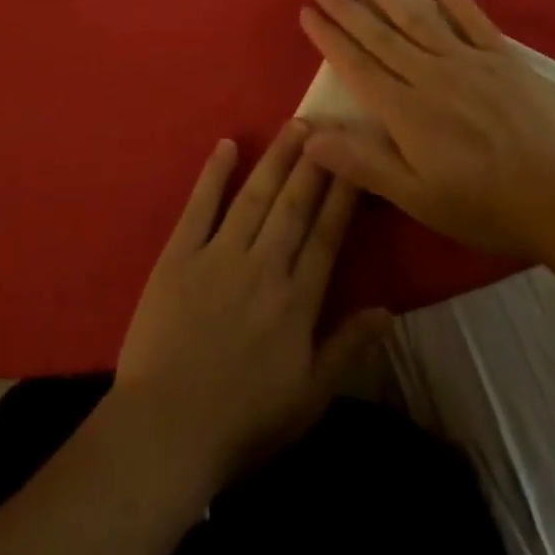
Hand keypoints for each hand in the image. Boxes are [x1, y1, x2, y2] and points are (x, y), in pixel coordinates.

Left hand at [113, 122, 390, 491]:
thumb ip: (347, 348)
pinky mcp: (179, 253)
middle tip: (327, 125)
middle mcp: (262, 266)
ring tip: (294, 126)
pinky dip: (214, 173)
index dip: (342, 196)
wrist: (167, 429)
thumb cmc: (242, 420)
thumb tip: (388, 309)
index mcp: (296, 301)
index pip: (326, 236)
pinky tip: (227, 144)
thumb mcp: (308, 398)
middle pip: (293, 205)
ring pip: (254, 196)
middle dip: (313, 163)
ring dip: (276, 158)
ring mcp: (218, 255)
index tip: (355, 161)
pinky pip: (200, 205)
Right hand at [298, 0, 554, 257]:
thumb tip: (308, 137)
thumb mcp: (416, 198)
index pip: (356, 65)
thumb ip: (362, 164)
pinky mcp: (501, 57)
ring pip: (416, 17)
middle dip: (346, 6)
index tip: (307, 12)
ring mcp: (467, 60)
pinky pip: (471, 17)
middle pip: (378, 34)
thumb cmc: (482, 205)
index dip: (329, 37)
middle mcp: (429, 75)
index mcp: (405, 110)